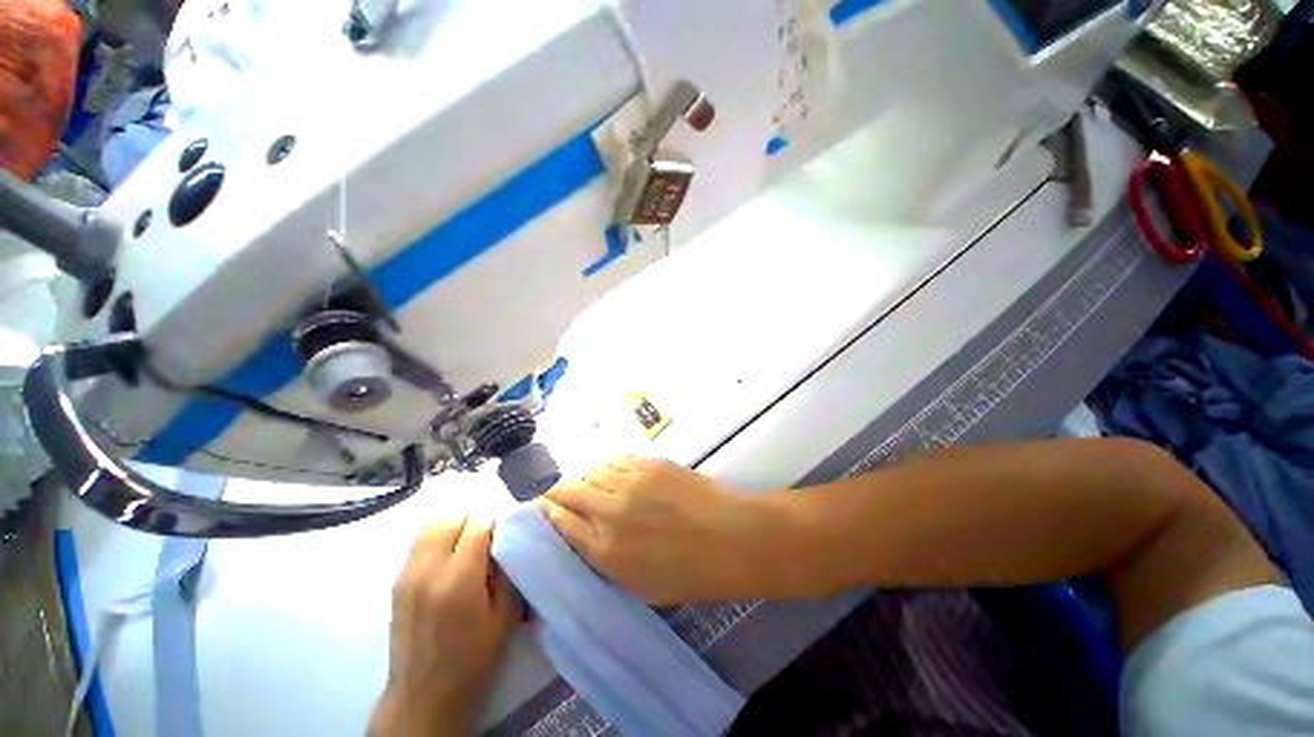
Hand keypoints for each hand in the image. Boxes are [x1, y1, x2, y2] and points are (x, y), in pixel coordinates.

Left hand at [371, 518, 519, 736]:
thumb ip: (508, 573)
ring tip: (468, 545)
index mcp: (459, 580)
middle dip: (474, 520)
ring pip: (431, 526)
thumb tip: (507, 540)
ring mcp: (407, 575)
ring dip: (454, 525)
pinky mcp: (397, 583)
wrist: (423, 697)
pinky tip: (449, 558)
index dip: (496, 524)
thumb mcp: (506, 618)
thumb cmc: (473, 660)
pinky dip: (438, 538)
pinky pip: (419, 542)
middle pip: (452, 518)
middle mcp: (428, 570)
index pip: (478, 525)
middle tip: (489, 539)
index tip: (505, 536)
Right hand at [536, 457, 782, 604]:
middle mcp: (610, 511)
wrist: (733, 537)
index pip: (559, 522)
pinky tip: (607, 473)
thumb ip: (602, 559)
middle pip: (567, 490)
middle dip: (557, 492)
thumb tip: (581, 534)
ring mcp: (631, 481)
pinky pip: (614, 460)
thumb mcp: (637, 585)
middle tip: (558, 495)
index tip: (541, 510)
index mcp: (605, 551)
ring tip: (584, 484)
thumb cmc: (690, 573)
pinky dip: (604, 467)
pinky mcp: (649, 462)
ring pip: (589, 470)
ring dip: (581, 477)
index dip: (546, 513)